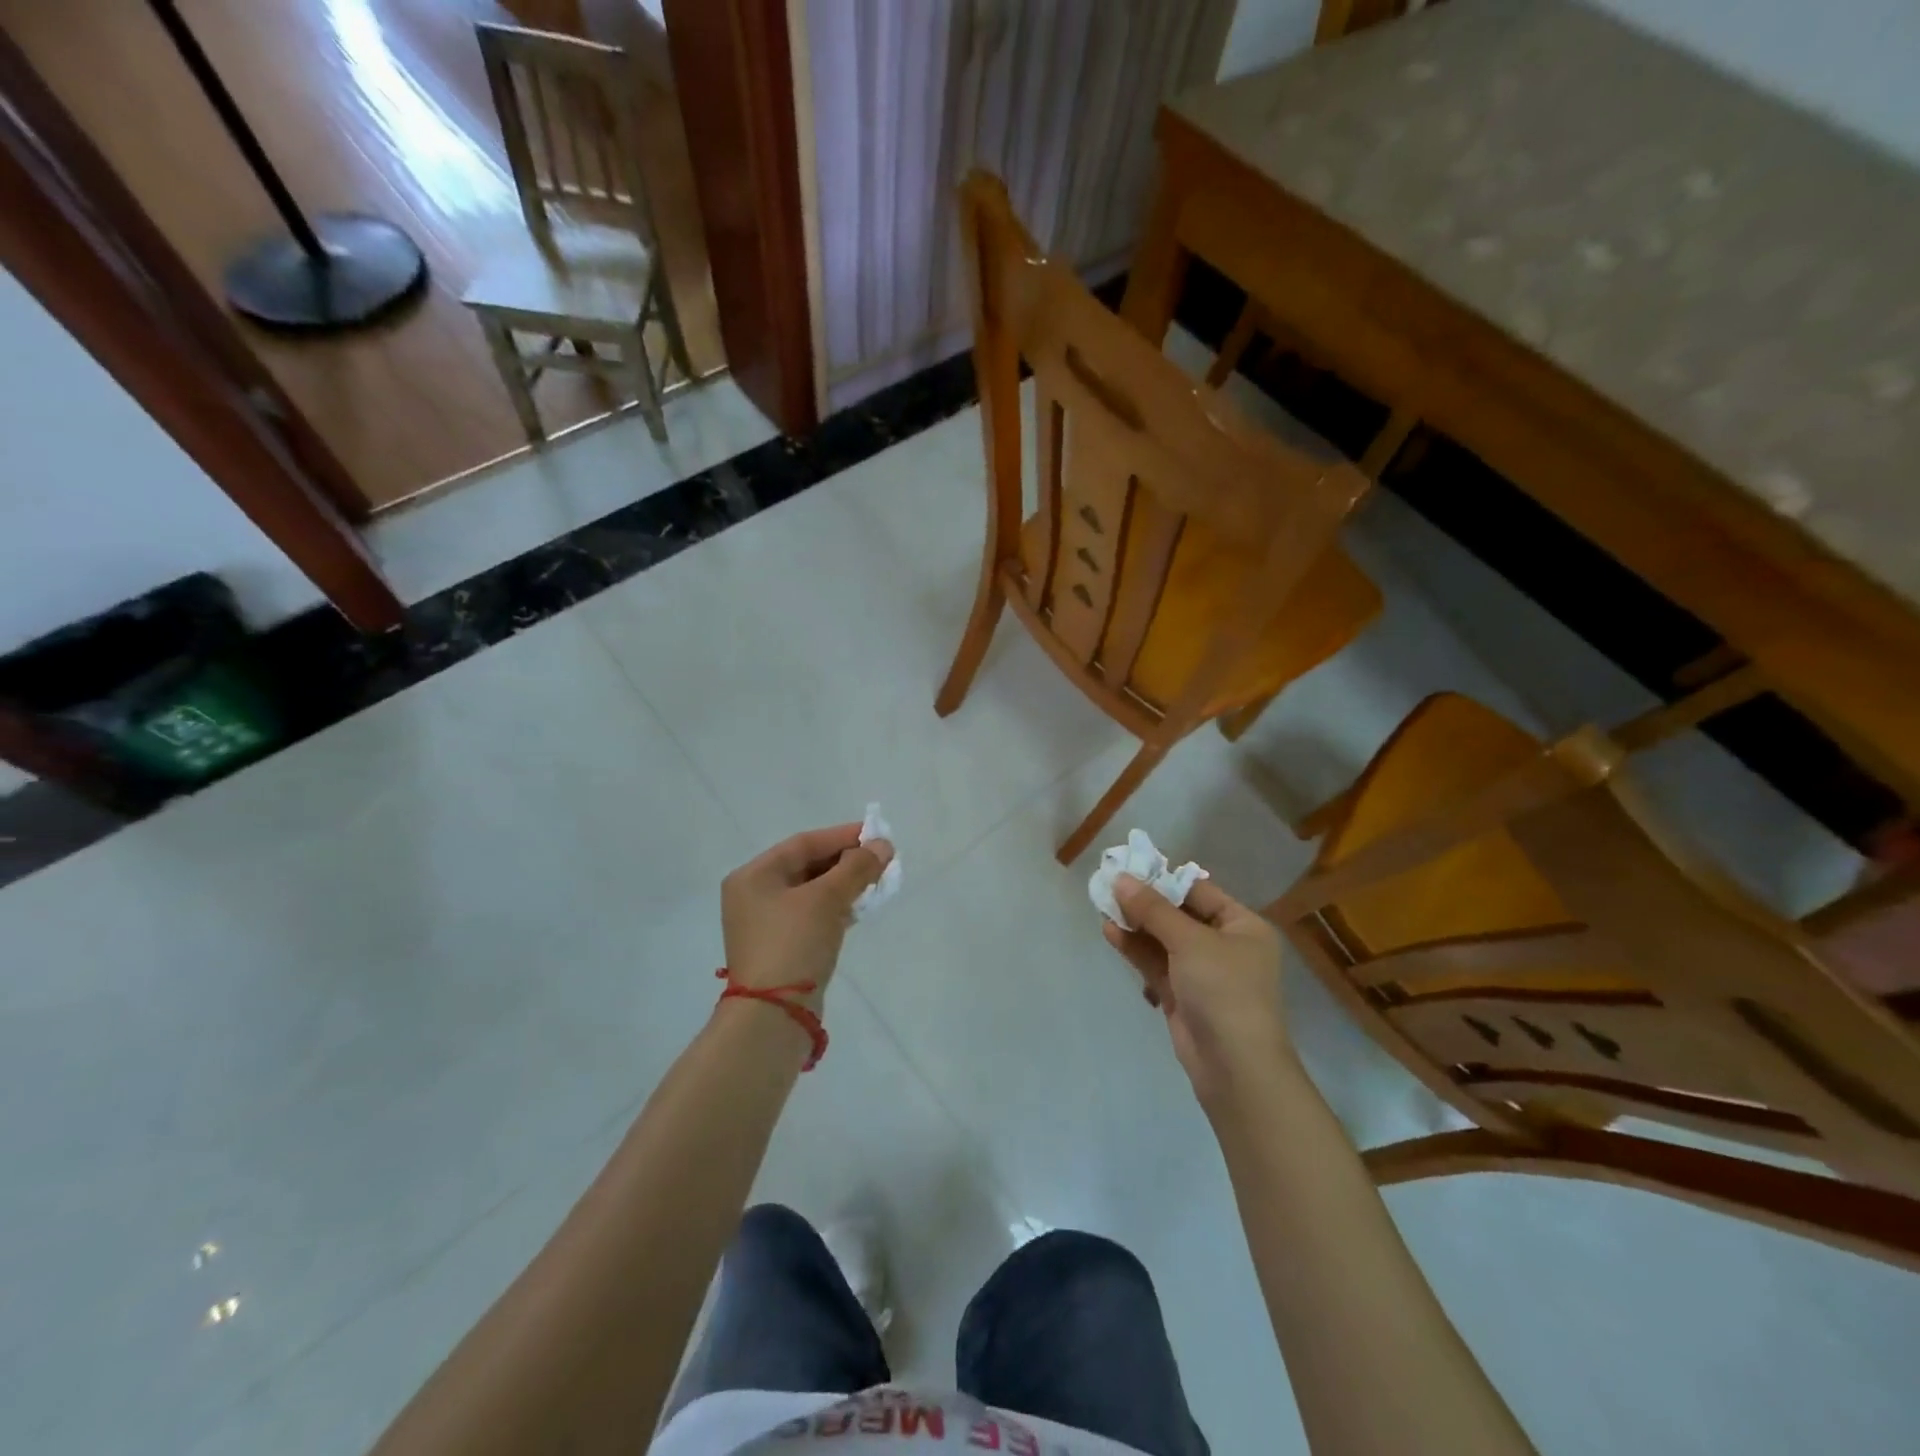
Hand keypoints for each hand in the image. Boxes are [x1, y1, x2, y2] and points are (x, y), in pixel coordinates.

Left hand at [722, 824, 892, 1005]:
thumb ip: (856, 868)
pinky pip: (812, 915)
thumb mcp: (827, 900)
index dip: (842, 836)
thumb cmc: (794, 944)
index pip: (804, 843)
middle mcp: (754, 895)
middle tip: (882, 859)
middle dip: (846, 861)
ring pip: (812, 892)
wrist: (773, 1016)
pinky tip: (860, 908)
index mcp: (753, 876)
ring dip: (844, 885)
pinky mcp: (781, 947)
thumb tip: (883, 845)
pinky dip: (836, 908)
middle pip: (807, 866)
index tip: (877, 834)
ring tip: (877, 882)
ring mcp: (766, 924)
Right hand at [1103, 875, 1290, 1107]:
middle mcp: (1225, 946)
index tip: (1129, 867)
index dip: (1164, 879)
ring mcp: (1203, 973)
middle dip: (1144, 903)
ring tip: (1102, 906)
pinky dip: (1135, 949)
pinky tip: (1110, 933)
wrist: (1236, 1068)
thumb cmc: (1224, 991)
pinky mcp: (1182, 996)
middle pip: (1178, 915)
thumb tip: (1121, 879)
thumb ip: (1153, 909)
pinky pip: (1156, 964)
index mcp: (1242, 926)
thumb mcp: (1190, 941)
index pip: (1199, 891)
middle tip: (1108, 885)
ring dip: (1135, 925)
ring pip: (1163, 940)